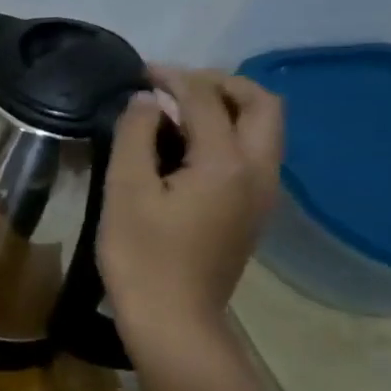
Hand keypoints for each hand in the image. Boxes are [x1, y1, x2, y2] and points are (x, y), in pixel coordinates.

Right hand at [98, 67, 282, 352]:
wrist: (173, 319)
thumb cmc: (141, 255)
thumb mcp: (125, 191)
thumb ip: (135, 136)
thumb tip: (146, 100)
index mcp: (226, 163)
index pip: (207, 100)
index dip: (173, 78)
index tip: (140, 72)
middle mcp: (259, 171)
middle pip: (261, 105)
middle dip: (220, 84)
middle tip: (174, 87)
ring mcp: (264, 194)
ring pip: (264, 129)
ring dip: (228, 107)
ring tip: (178, 112)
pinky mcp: (254, 212)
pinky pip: (254, 154)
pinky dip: (229, 134)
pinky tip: (188, 148)